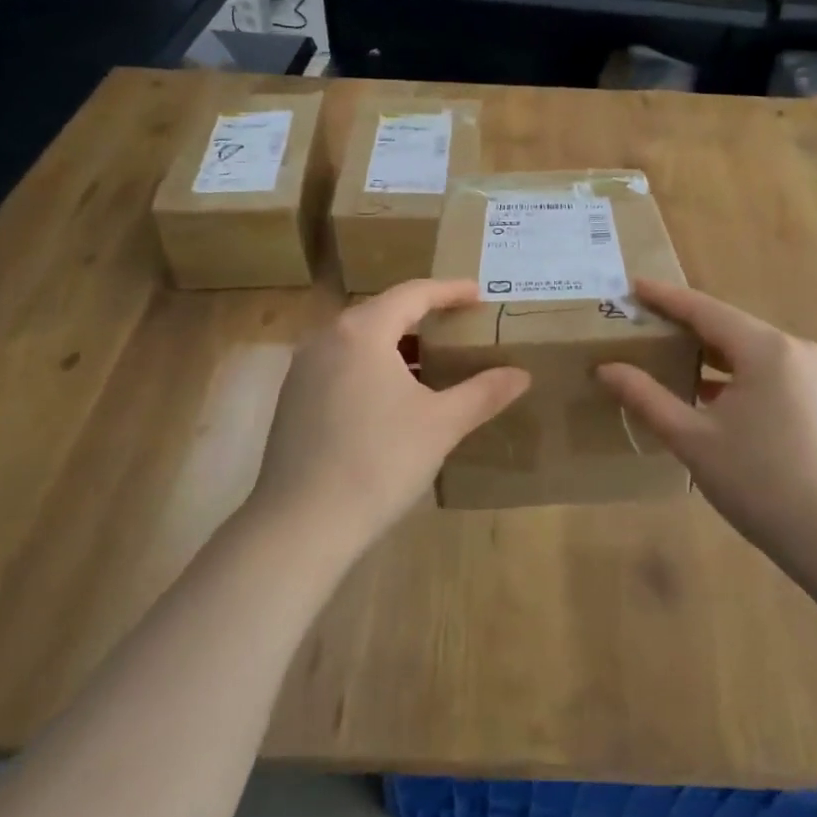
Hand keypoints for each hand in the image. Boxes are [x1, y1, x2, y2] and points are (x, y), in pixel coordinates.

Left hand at [248, 280, 530, 554]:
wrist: (302, 525)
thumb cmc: (380, 462)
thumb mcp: (441, 424)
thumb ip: (483, 392)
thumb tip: (522, 375)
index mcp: (362, 332)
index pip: (413, 294)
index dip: (449, 291)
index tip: (479, 294)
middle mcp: (327, 338)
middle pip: (383, 312)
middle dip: (424, 316)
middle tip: (460, 325)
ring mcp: (304, 369)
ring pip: (359, 340)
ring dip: (398, 343)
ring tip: (432, 360)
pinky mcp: (294, 398)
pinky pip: (342, 364)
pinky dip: (373, 365)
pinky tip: (394, 396)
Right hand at [596, 280, 816, 580]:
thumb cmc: (760, 483)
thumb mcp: (693, 440)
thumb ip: (646, 397)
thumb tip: (606, 368)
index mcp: (765, 348)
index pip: (704, 309)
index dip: (664, 297)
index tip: (631, 286)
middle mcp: (793, 349)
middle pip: (727, 326)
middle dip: (682, 324)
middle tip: (639, 322)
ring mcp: (810, 374)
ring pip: (746, 350)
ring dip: (706, 352)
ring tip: (663, 353)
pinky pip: (764, 371)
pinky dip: (730, 373)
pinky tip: (703, 391)